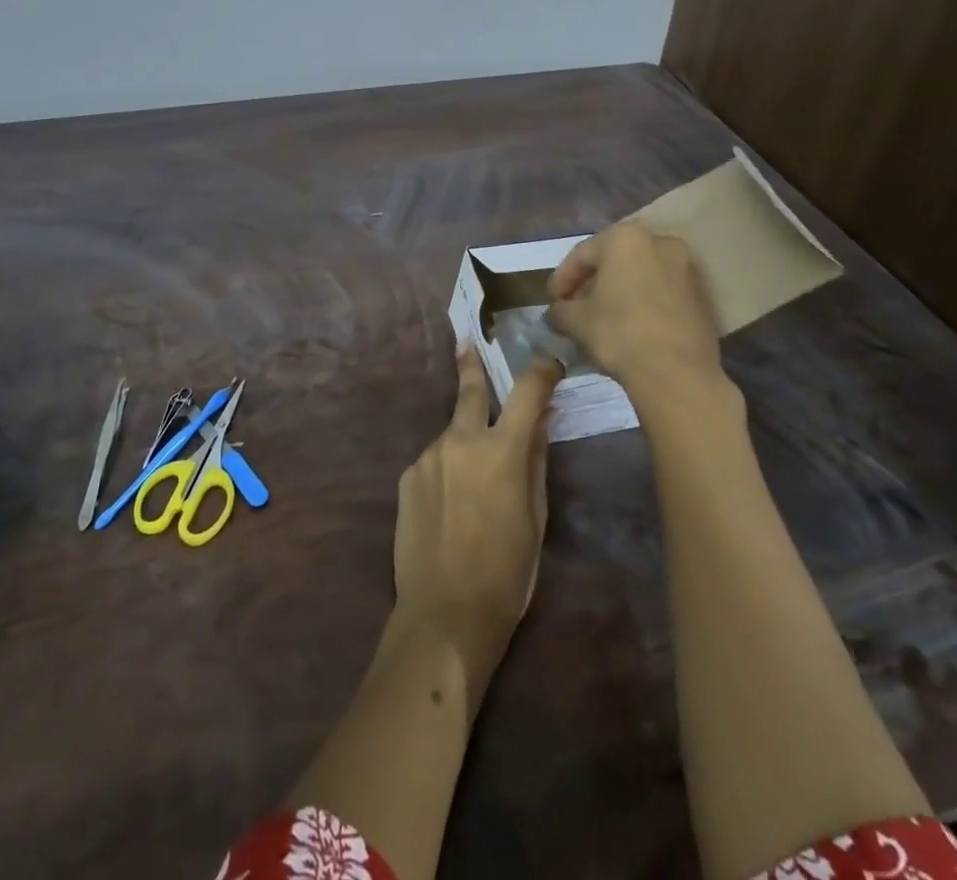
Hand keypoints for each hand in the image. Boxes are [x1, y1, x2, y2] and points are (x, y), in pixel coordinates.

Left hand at [392, 343, 559, 712]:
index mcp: (502, 450)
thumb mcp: (535, 518)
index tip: (550, 365)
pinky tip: (448, 506)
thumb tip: (542, 420)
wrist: (443, 614)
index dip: (542, 371)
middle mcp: (461, 440)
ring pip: (452, 434)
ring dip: (465, 442)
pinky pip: (434, 461)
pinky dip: (446, 470)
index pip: (527, 391)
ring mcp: (428, 455)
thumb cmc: (506, 573)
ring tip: (472, 487)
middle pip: (470, 388)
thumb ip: (537, 461)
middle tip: (467, 341)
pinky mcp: (407, 475)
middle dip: (471, 362)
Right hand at [547, 222, 722, 390]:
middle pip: (615, 260)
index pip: (583, 254)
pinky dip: (644, 301)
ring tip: (603, 317)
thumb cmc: (619, 332)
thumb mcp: (576, 320)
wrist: (677, 372)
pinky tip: (631, 325)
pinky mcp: (702, 294)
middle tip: (576, 306)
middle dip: (593, 282)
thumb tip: (557, 313)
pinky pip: (663, 290)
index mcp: (626, 238)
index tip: (553, 300)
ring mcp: (686, 267)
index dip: (563, 278)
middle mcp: (660, 241)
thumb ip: (561, 309)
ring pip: (641, 274)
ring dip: (620, 291)